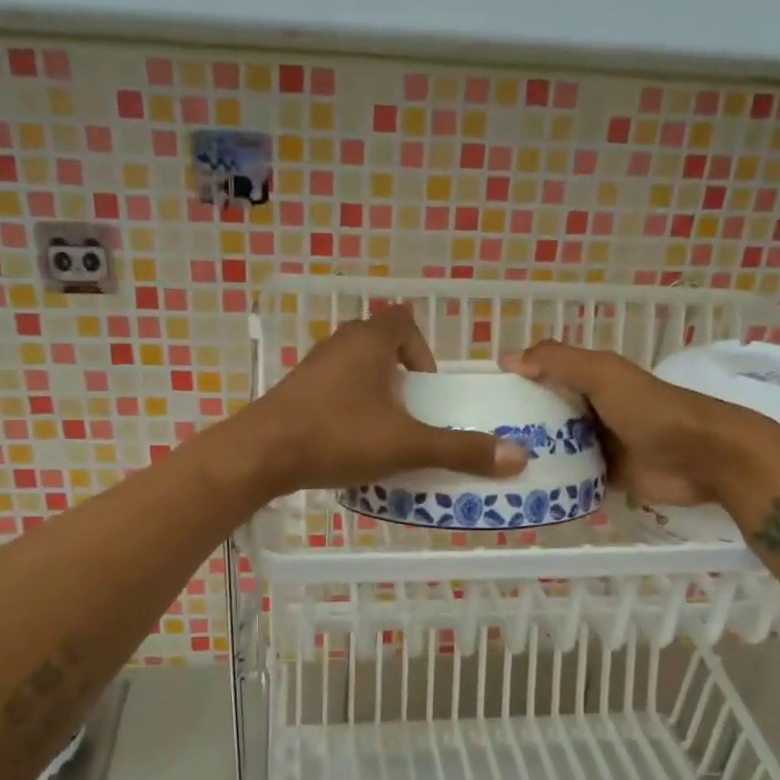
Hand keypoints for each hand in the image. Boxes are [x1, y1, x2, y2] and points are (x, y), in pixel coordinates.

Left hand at [239, 305, 529, 494]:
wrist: (261, 455)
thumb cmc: (338, 437)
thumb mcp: (407, 446)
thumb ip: (461, 450)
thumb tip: (518, 458)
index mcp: (369, 341)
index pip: (404, 321)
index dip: (423, 352)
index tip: (428, 390)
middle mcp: (339, 344)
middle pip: (380, 346)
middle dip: (402, 378)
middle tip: (413, 416)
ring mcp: (311, 368)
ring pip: (355, 371)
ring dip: (375, 396)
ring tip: (385, 434)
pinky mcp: (293, 393)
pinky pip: (332, 392)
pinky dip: (349, 410)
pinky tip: (349, 445)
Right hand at [503, 340, 761, 506]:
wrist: (704, 457)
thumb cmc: (652, 409)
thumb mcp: (603, 374)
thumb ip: (558, 362)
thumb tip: (506, 357)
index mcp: (591, 381)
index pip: (543, 378)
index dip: (515, 385)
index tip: (479, 401)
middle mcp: (592, 411)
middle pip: (546, 416)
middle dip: (517, 426)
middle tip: (478, 442)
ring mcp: (600, 446)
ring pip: (556, 450)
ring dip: (532, 457)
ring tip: (490, 471)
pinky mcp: (607, 478)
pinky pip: (572, 480)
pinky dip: (553, 484)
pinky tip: (523, 492)